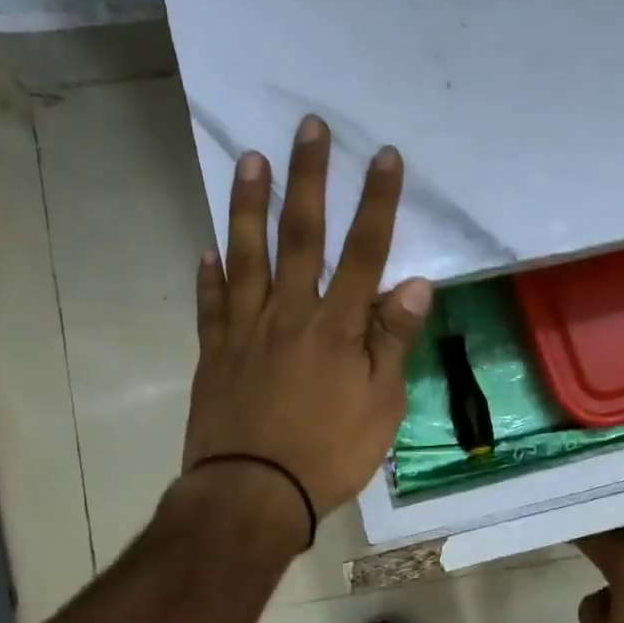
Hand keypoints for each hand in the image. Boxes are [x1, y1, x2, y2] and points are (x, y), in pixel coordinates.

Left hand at [181, 114, 431, 535]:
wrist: (253, 494)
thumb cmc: (329, 454)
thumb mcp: (382, 406)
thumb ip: (393, 342)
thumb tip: (414, 284)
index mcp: (337, 328)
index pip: (364, 252)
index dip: (376, 202)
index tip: (384, 156)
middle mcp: (289, 314)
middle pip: (301, 236)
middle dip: (309, 179)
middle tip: (309, 128)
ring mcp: (245, 330)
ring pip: (247, 255)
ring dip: (250, 206)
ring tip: (252, 159)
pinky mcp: (214, 353)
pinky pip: (211, 304)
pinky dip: (210, 274)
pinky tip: (209, 248)